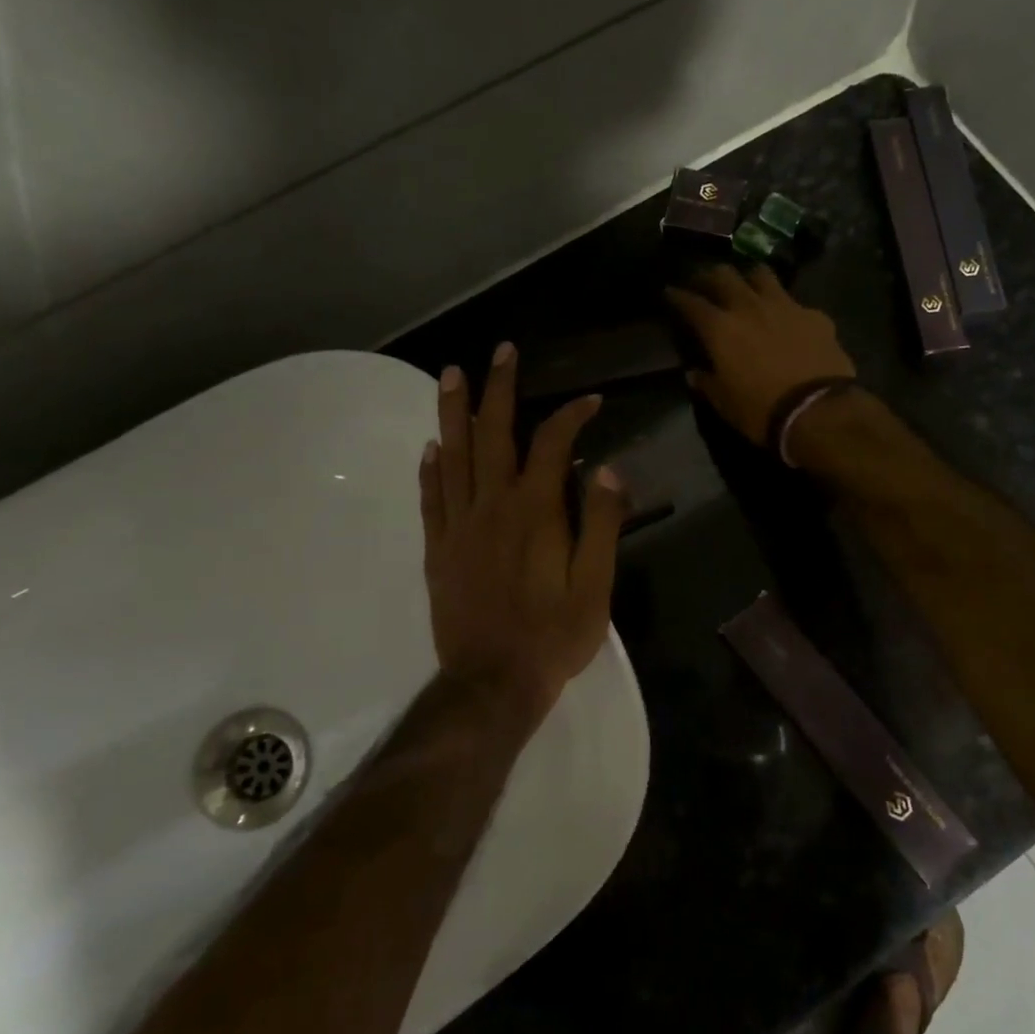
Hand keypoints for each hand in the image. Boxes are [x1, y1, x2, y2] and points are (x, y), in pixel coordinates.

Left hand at [419, 343, 626, 722]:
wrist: (494, 681)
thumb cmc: (553, 635)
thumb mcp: (596, 584)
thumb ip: (601, 523)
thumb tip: (603, 469)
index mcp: (535, 512)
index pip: (551, 445)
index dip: (571, 416)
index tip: (590, 400)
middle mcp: (492, 507)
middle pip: (493, 435)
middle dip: (499, 389)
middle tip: (500, 352)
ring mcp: (459, 527)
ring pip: (454, 457)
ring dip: (453, 412)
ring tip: (450, 374)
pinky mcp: (438, 551)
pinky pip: (431, 500)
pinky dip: (430, 470)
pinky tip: (431, 447)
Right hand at [664, 264, 855, 445]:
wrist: (817, 410)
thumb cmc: (761, 411)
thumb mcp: (725, 404)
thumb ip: (707, 383)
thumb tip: (694, 373)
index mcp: (721, 329)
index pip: (691, 302)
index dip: (678, 296)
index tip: (671, 292)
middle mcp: (749, 307)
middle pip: (724, 275)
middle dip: (711, 276)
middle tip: (706, 283)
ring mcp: (785, 306)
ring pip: (761, 274)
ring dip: (750, 278)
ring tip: (748, 288)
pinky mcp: (814, 315)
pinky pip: (795, 302)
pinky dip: (786, 308)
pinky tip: (789, 321)